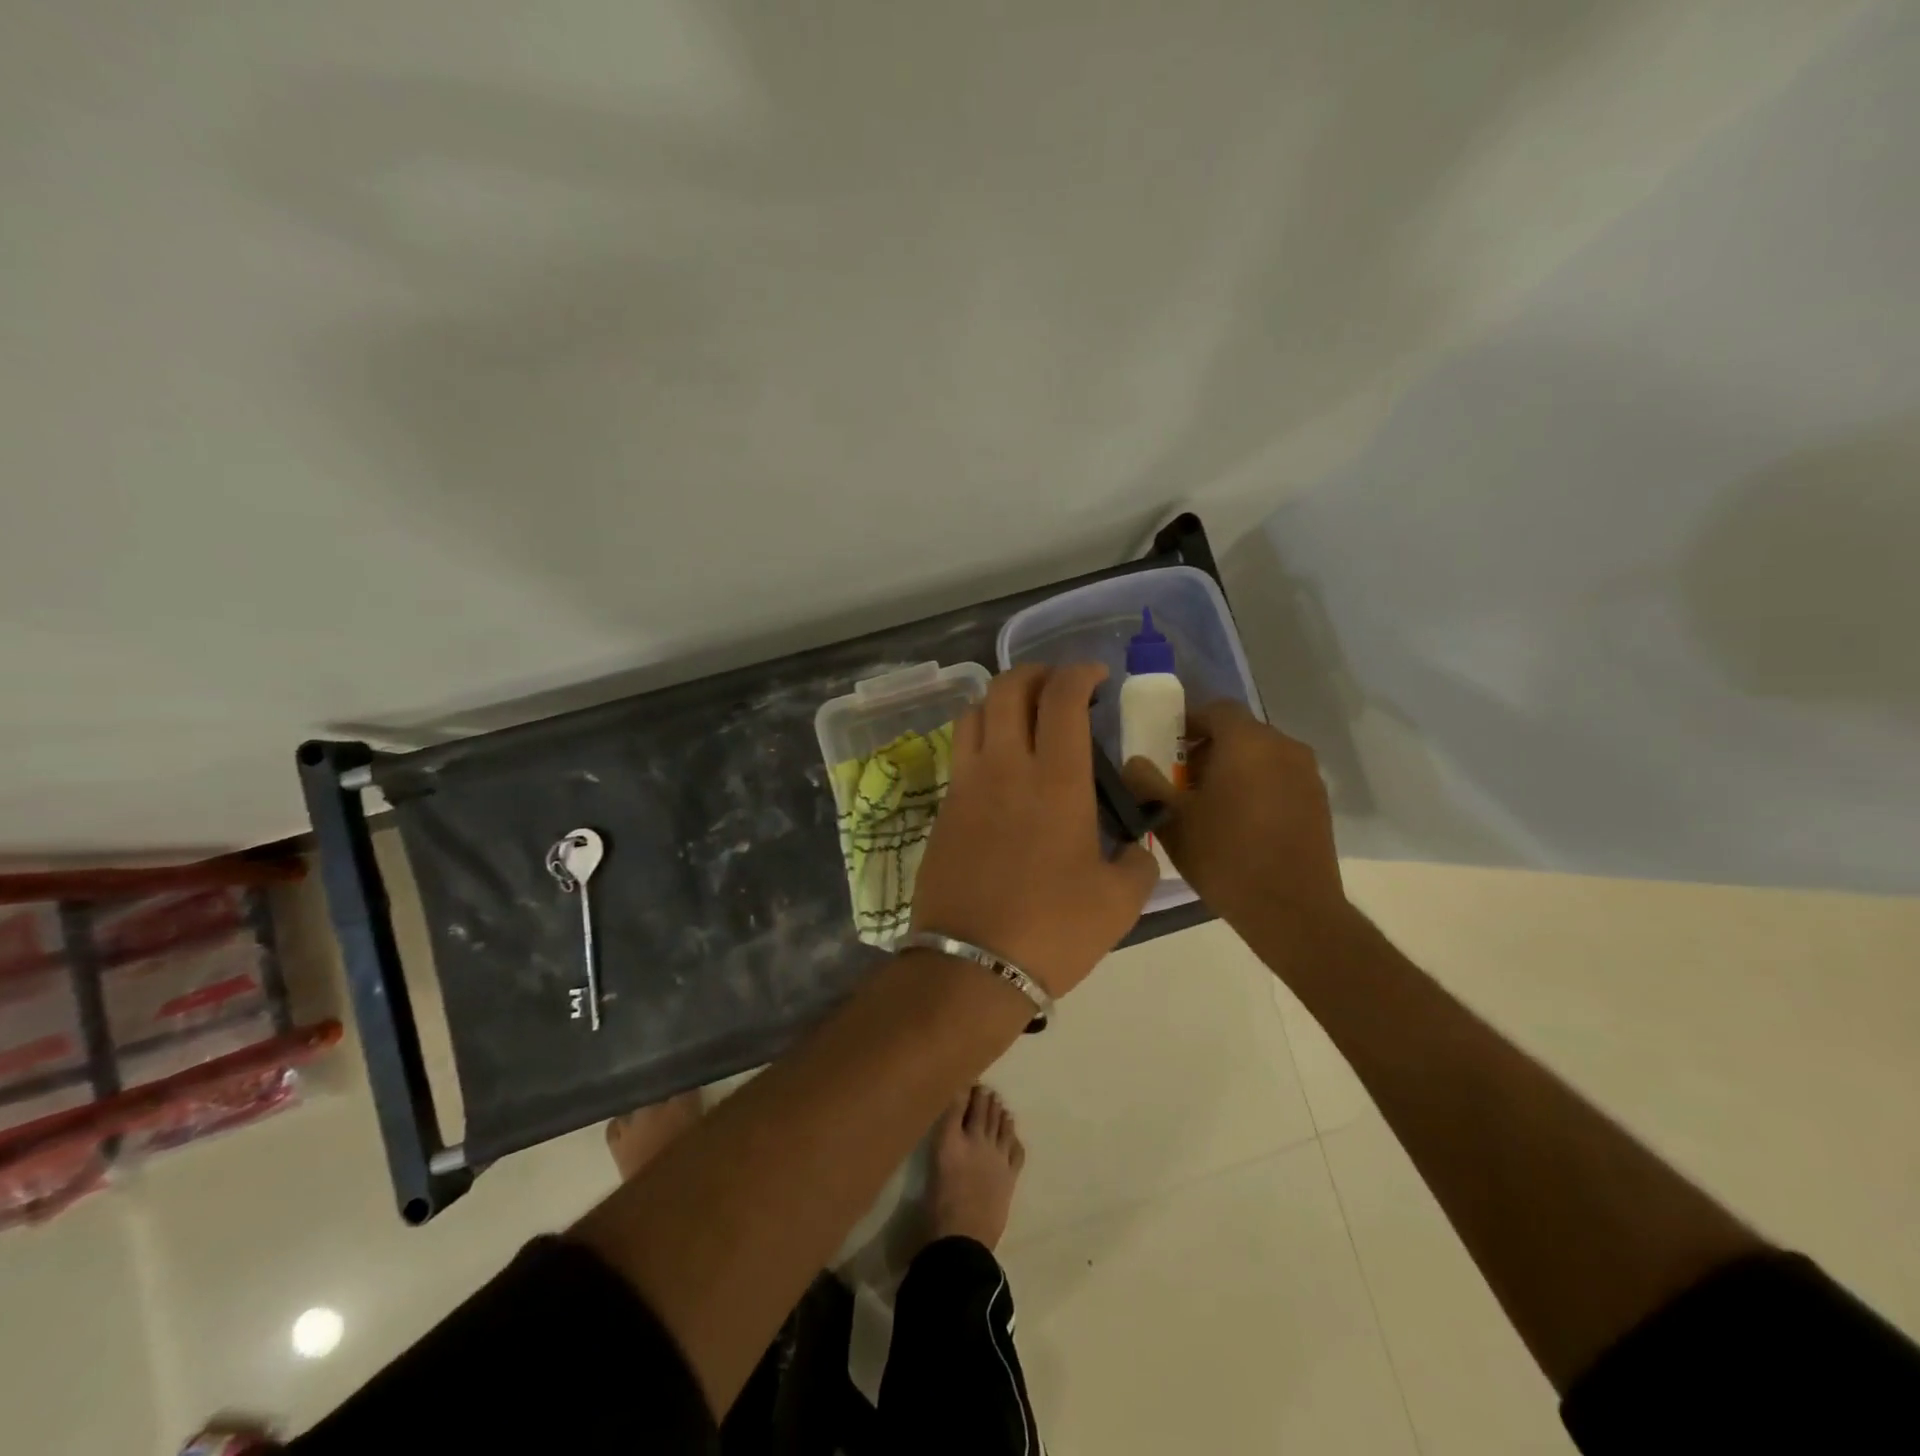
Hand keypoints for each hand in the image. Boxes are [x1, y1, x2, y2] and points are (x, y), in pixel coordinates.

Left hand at [913, 664, 1158, 997]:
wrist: (971, 965)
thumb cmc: (1052, 930)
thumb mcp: (1120, 901)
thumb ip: (1137, 862)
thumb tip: (1133, 848)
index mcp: (1055, 780)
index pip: (1062, 697)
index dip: (1080, 673)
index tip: (1096, 677)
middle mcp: (1005, 767)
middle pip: (1008, 688)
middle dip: (1036, 673)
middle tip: (1058, 686)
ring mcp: (966, 785)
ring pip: (974, 712)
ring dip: (1001, 700)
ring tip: (1023, 717)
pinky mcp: (943, 809)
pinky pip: (960, 751)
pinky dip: (981, 737)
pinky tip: (999, 765)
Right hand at [1122, 701, 1349, 968]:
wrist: (1291, 908)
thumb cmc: (1224, 856)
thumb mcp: (1172, 819)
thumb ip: (1147, 783)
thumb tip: (1134, 763)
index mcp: (1247, 741)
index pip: (1216, 709)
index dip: (1188, 723)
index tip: (1168, 750)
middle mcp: (1283, 746)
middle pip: (1240, 732)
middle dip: (1209, 748)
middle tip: (1184, 781)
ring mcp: (1307, 774)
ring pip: (1262, 756)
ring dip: (1235, 768)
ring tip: (1211, 805)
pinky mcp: (1319, 801)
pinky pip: (1280, 778)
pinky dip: (1258, 786)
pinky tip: (1242, 823)